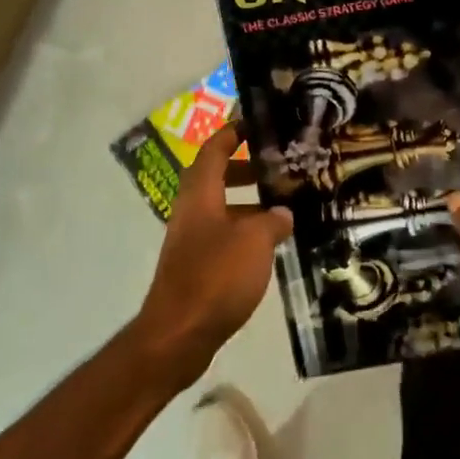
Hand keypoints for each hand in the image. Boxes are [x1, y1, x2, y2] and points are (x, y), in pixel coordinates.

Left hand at [131, 124, 292, 386]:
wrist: (178, 335)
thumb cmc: (215, 276)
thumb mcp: (254, 242)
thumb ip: (272, 222)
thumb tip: (282, 214)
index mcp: (200, 194)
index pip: (214, 150)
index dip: (232, 133)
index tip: (254, 123)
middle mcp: (191, 211)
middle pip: (214, 177)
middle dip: (243, 168)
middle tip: (275, 168)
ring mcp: (190, 241)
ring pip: (220, 209)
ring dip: (246, 204)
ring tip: (281, 210)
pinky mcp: (194, 267)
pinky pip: (221, 236)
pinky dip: (243, 232)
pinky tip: (268, 248)